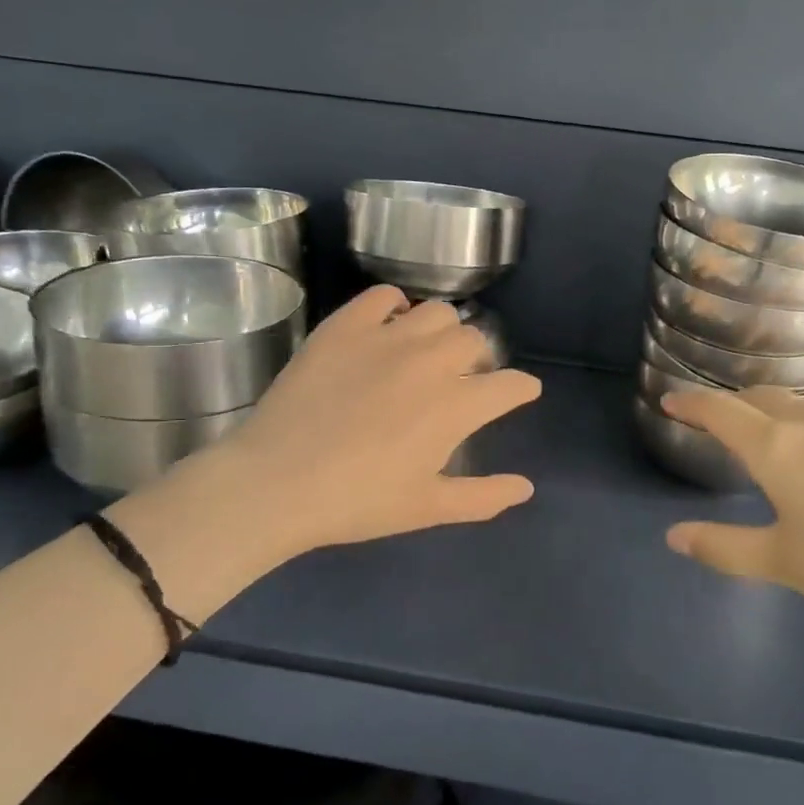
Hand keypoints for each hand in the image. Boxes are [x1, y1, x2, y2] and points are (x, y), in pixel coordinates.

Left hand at [119, 286, 541, 580]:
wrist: (276, 482)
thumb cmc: (358, 501)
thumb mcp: (427, 508)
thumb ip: (483, 496)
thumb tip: (527, 488)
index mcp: (458, 404)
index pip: (511, 384)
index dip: (522, 389)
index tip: (520, 393)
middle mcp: (432, 360)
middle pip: (476, 340)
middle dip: (480, 359)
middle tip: (462, 380)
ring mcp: (388, 336)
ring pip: (437, 312)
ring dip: (443, 332)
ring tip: (426, 352)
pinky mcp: (346, 325)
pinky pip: (384, 295)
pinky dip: (394, 306)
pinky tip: (386, 328)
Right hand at [660, 388, 803, 658]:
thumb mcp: (783, 564)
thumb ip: (723, 546)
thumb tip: (674, 537)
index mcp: (778, 449)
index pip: (721, 411)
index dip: (692, 403)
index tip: (672, 400)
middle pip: (764, 398)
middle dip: (737, 406)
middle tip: (724, 424)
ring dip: (785, 420)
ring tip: (784, 448)